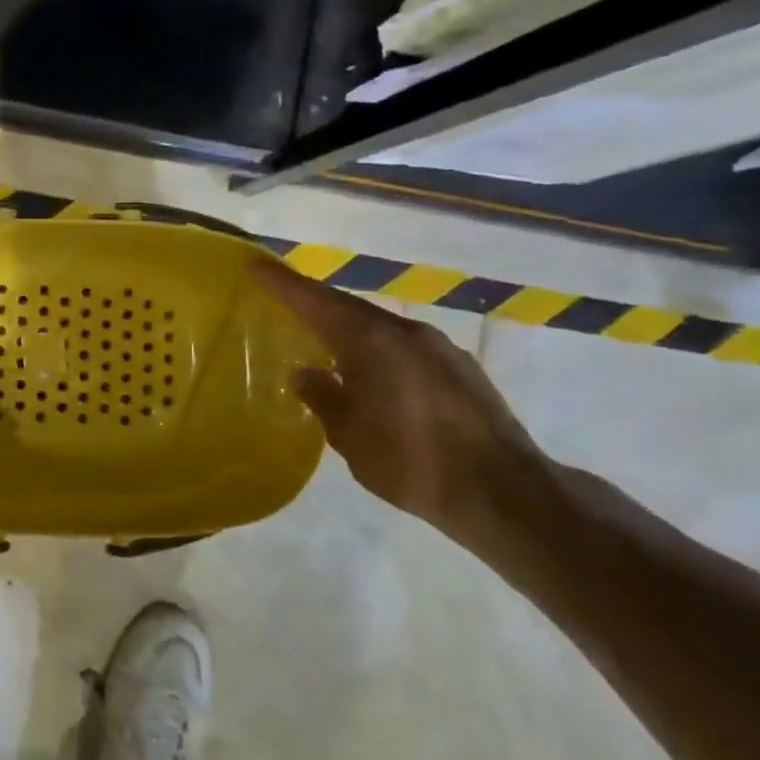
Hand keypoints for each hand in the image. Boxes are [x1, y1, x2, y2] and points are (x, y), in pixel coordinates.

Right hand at [250, 258, 554, 534]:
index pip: (314, 301)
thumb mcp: (349, 435)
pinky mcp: (461, 370)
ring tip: (324, 346)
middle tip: (282, 305)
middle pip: (348, 308)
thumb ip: (323, 397)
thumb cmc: (412, 461)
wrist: (505, 494)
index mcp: (370, 341)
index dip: (281, 283)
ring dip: (348, 330)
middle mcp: (405, 332)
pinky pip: (404, 348)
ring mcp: (439, 348)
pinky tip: (372, 377)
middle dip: (314, 305)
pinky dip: (377, 352)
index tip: (254, 265)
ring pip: (379, 328)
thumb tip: (305, 374)